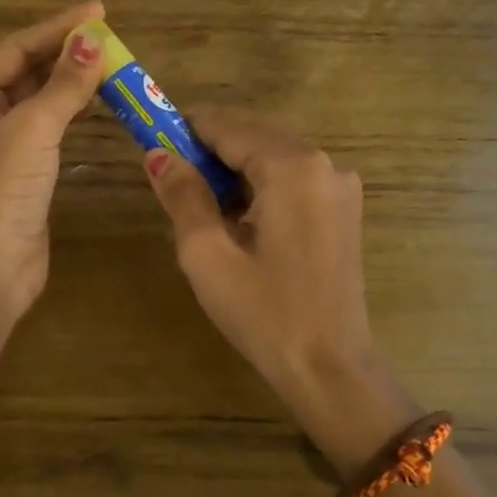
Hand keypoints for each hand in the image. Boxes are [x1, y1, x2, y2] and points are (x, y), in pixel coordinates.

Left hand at [0, 2, 112, 320]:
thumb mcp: (32, 130)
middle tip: (111, 35)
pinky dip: (70, 107)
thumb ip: (64, 84)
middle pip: (25, 69)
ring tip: (111, 60)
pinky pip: (46, 122)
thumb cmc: (0, 193)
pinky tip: (96, 97)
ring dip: (71, 78)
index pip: (15, 48)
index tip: (100, 10)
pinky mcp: (18, 165)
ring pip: (38, 96)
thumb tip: (93, 41)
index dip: (58, 27)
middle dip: (66, 51)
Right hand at [144, 114, 416, 466]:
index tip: (152, 143)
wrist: (331, 370)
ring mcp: (339, 186)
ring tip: (204, 211)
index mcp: (292, 166)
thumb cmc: (264, 313)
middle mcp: (323, 163)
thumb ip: (182, 195)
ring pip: (271, 157)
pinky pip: (292, 179)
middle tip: (174, 186)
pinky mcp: (343, 209)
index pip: (227, 126)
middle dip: (210, 153)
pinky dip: (260, 187)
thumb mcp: (207, 254)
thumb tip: (157, 154)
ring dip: (234, 172)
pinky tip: (240, 223)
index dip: (185, 131)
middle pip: (252, 137)